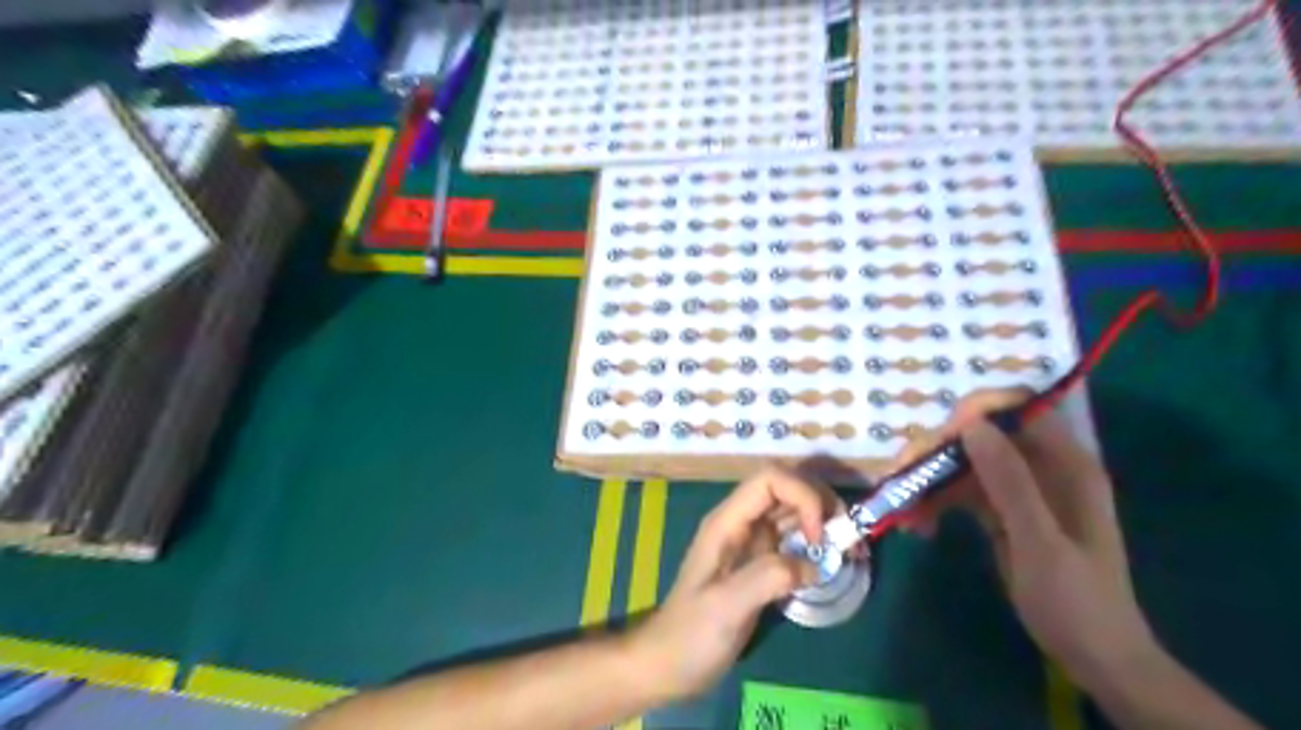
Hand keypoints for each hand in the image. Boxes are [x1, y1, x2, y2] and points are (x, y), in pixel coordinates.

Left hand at [626, 467, 831, 701]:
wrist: (670, 663)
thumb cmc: (691, 634)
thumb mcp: (726, 607)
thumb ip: (767, 578)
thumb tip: (814, 566)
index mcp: (727, 522)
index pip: (769, 480)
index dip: (802, 496)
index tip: (819, 538)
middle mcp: (742, 522)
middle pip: (786, 487)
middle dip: (821, 502)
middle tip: (847, 537)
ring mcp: (752, 541)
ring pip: (794, 510)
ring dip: (825, 521)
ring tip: (851, 549)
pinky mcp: (761, 562)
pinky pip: (795, 538)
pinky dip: (819, 544)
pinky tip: (833, 564)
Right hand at [907, 394, 1158, 683]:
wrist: (1093, 658)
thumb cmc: (1076, 601)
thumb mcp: (1040, 542)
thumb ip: (1009, 482)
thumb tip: (970, 424)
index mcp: (1065, 465)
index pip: (1018, 411)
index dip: (975, 412)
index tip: (936, 436)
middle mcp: (1041, 468)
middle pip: (981, 437)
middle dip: (938, 452)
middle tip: (900, 474)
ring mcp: (1019, 490)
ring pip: (964, 465)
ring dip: (930, 481)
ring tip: (902, 511)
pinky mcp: (1001, 512)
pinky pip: (961, 493)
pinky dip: (937, 504)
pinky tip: (918, 526)